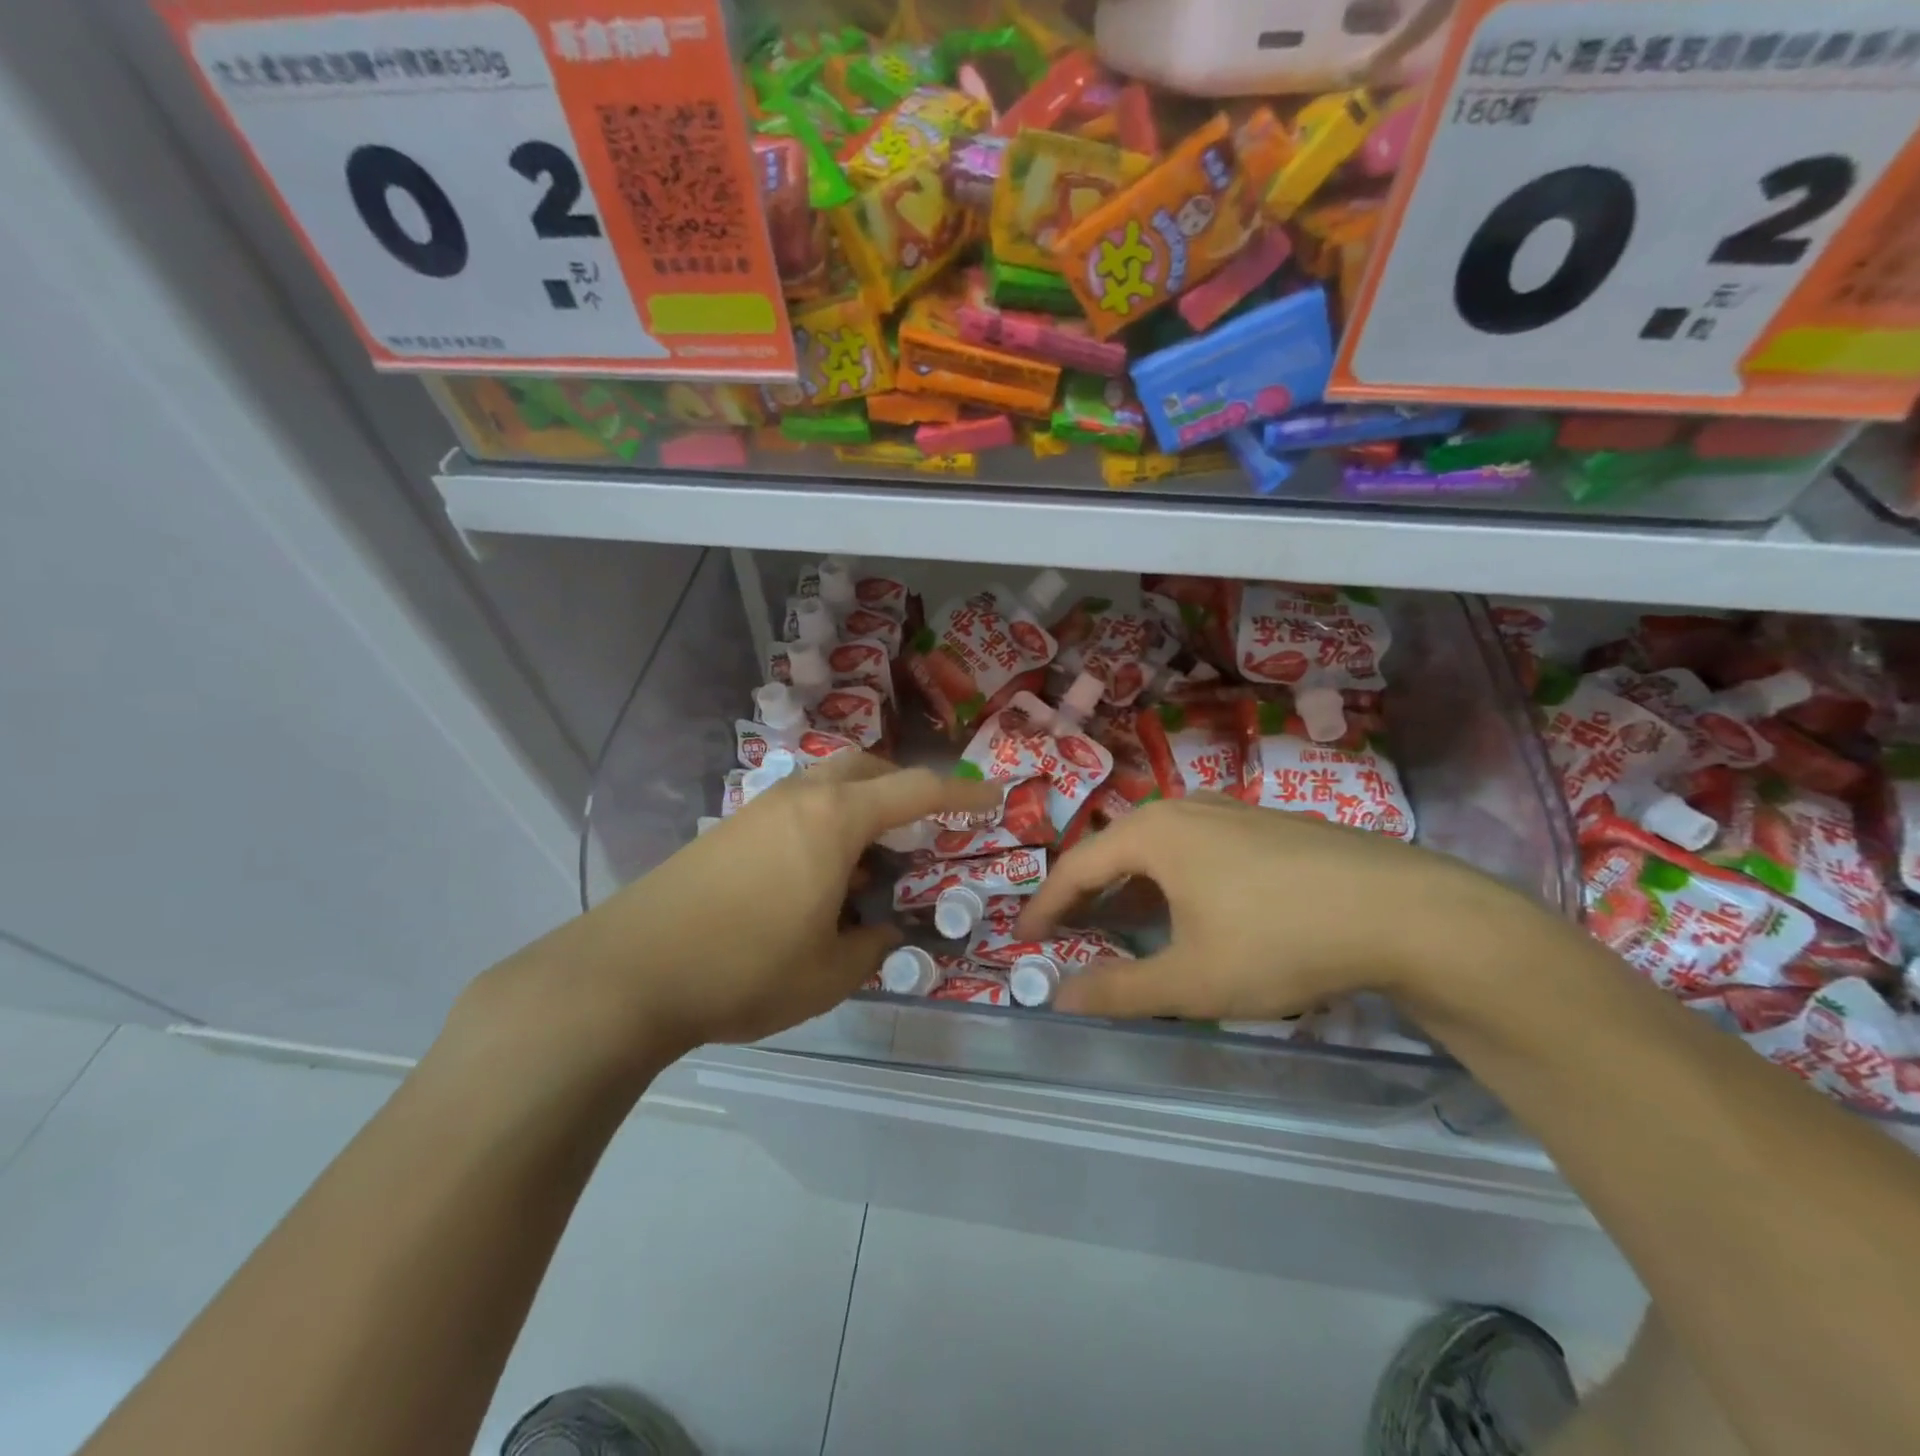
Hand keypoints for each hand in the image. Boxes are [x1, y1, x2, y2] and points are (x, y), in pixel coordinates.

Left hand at [456, 753, 1002, 1078]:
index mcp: (836, 819)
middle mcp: (800, 797)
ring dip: (858, 808)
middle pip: (865, 767)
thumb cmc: (745, 968)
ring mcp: (757, 809)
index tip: (993, 796)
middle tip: (920, 829)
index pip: (915, 790)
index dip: (961, 794)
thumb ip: (872, 946)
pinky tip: (813, 881)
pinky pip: (794, 809)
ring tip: (865, 866)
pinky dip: (822, 827)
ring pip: (825, 785)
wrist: (629, 971)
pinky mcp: (727, 830)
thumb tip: (882, 932)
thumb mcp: (829, 972)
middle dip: (901, 787)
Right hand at [1016, 795, 1542, 1022]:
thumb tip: (1059, 998)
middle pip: (1116, 850)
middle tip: (1068, 931)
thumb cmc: (1279, 941)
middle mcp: (1185, 808)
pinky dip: (1175, 880)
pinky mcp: (1269, 825)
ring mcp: (1232, 811)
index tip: (1023, 936)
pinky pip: (1199, 849)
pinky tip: (1195, 910)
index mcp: (1153, 833)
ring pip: (1161, 849)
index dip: (1046, 905)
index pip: (1077, 867)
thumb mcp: (1190, 980)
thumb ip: (1118, 991)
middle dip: (1088, 895)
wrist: (1405, 912)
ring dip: (1133, 887)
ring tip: (1125, 923)